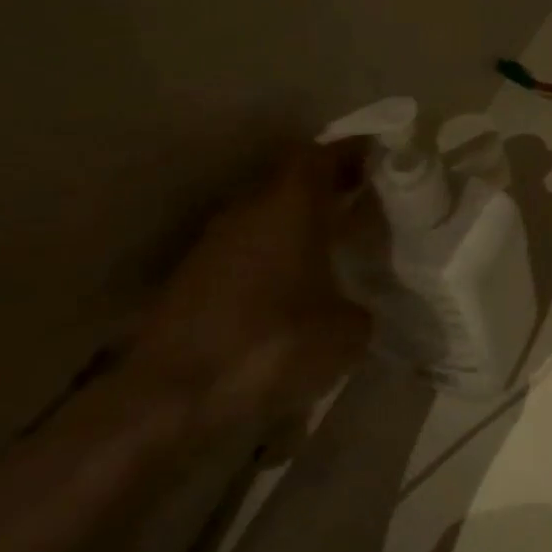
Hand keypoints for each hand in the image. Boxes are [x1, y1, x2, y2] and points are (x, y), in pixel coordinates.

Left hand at [124, 142, 373, 437]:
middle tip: (364, 201)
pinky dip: (273, 254)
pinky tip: (293, 285)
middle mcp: (250, 209)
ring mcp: (214, 243)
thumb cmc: (273, 345)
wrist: (169, 398)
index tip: (382, 159)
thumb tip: (359, 309)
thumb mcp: (346, 332)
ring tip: (332, 244)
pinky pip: (246, 248)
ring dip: (297, 221)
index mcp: (291, 204)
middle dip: (328, 187)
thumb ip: (362, 307)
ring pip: (266, 214)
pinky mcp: (191, 279)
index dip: (353, 153)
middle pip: (293, 180)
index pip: (324, 155)